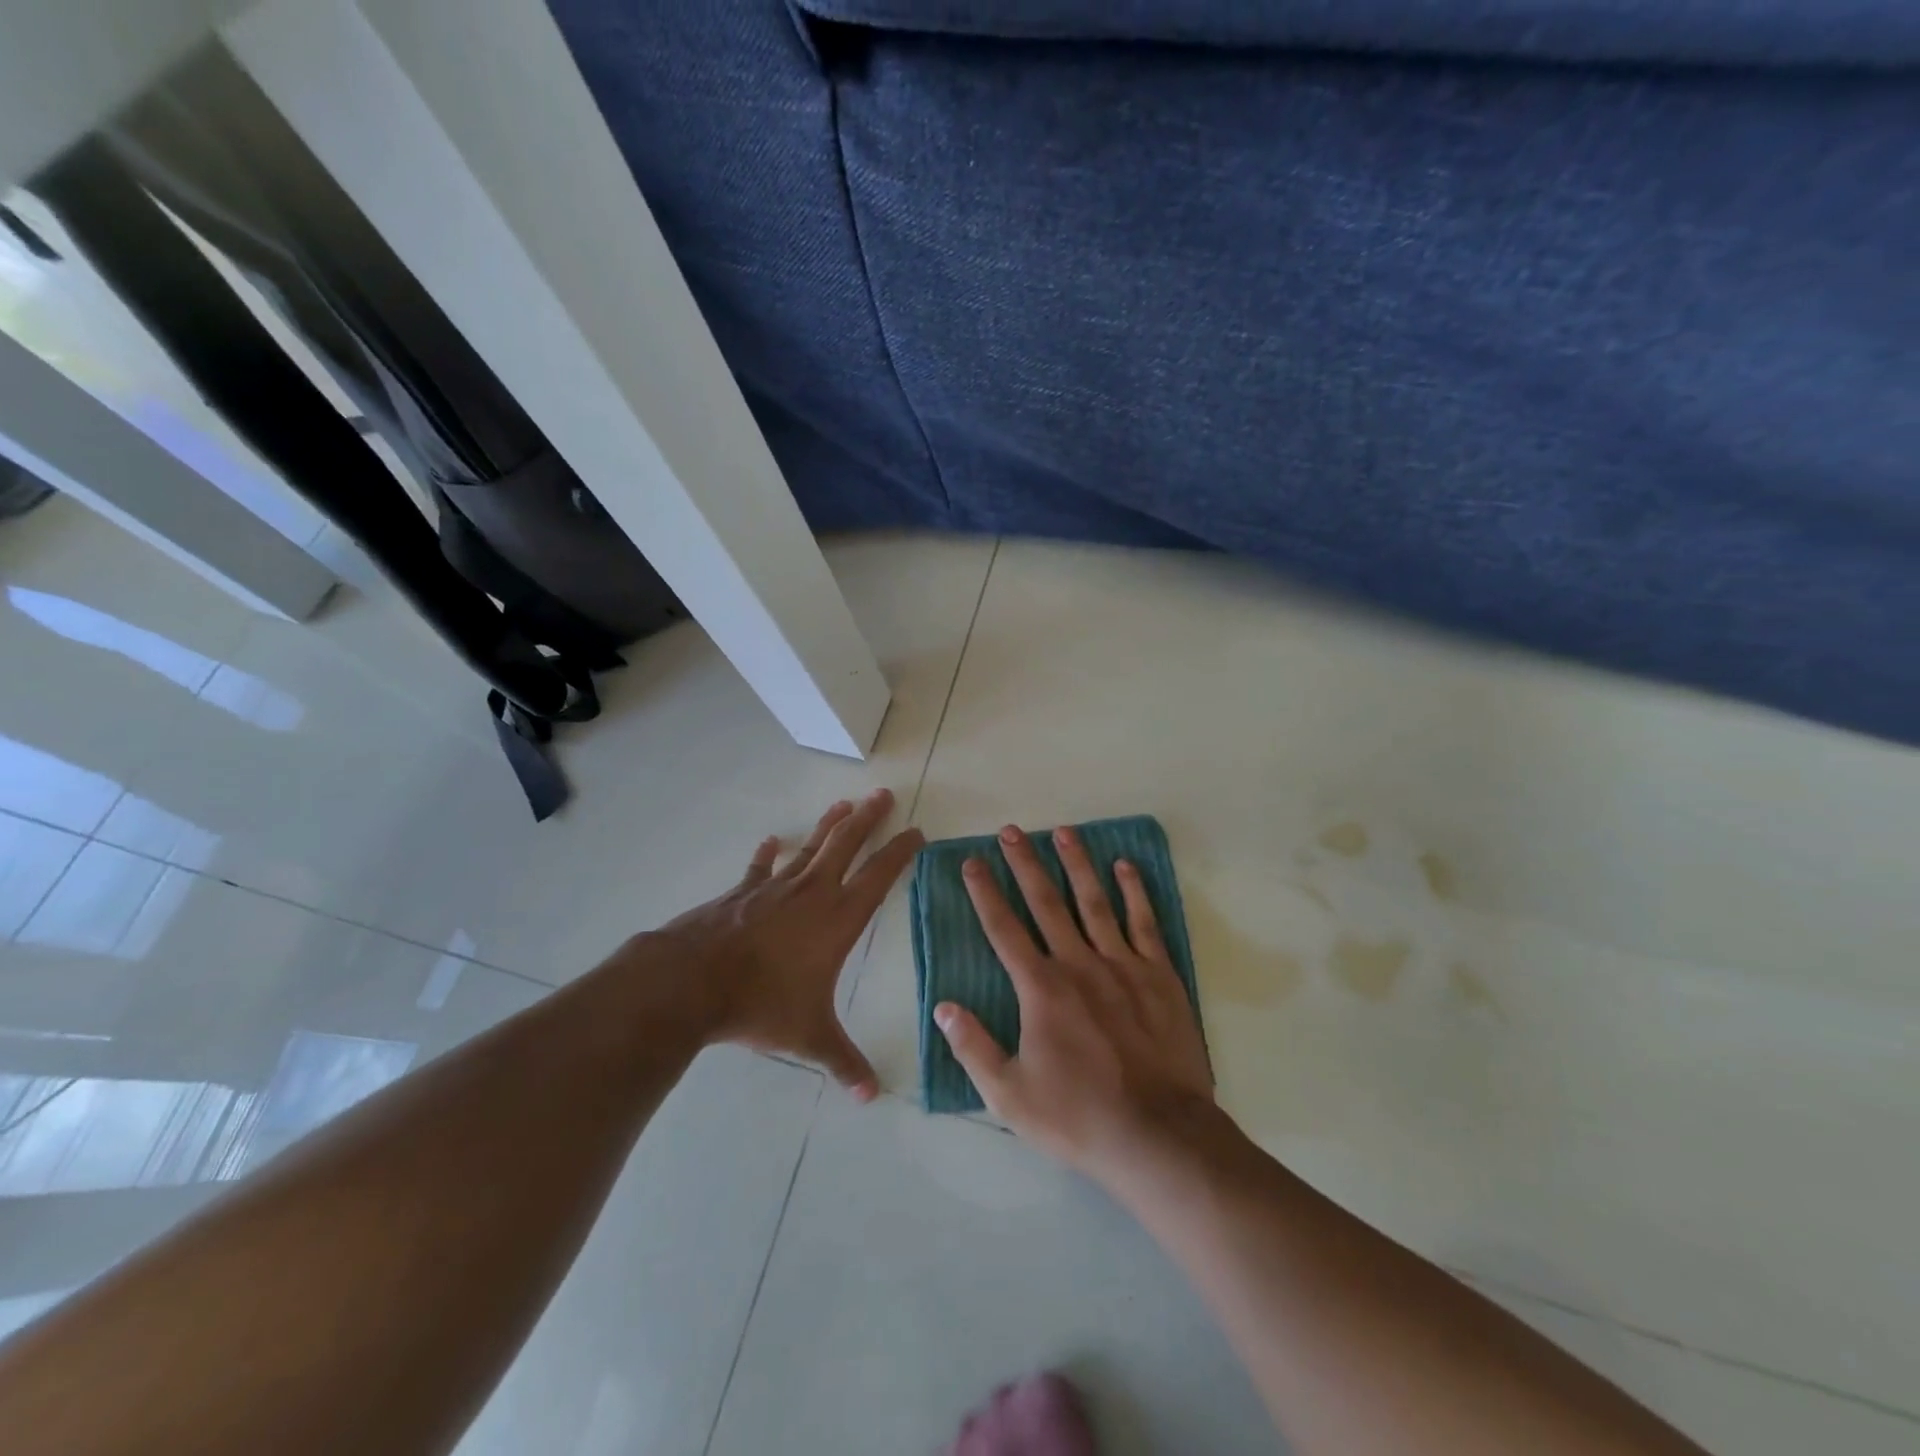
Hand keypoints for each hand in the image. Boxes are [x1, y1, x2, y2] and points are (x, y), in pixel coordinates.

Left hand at [642, 789, 922, 1100]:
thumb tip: (871, 1097)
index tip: (917, 832)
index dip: (900, 852)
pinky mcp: (740, 893)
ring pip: (810, 848)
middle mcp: (812, 894)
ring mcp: (774, 889)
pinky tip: (771, 841)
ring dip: (829, 825)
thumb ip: (842, 1062)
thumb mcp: (808, 1036)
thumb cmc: (761, 1003)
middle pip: (847, 845)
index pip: (880, 876)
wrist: (693, 982)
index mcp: (838, 919)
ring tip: (845, 804)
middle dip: (868, 819)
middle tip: (884, 795)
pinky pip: (760, 868)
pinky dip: (767, 855)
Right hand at [935, 824, 1214, 1185]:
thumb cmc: (1078, 1117)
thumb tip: (943, 1006)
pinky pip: (1144, 923)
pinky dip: (1134, 892)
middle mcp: (1078, 964)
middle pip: (1046, 903)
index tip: (971, 862)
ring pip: (1094, 902)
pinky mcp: (1160, 976)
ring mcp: (1123, 965)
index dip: (984, 894)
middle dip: (1025, 864)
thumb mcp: (1009, 1095)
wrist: (1159, 1135)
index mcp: (1041, 989)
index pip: (1004, 930)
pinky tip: (1124, 866)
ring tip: (1063, 832)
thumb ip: (973, 1047)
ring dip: (1076, 864)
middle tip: (1011, 830)